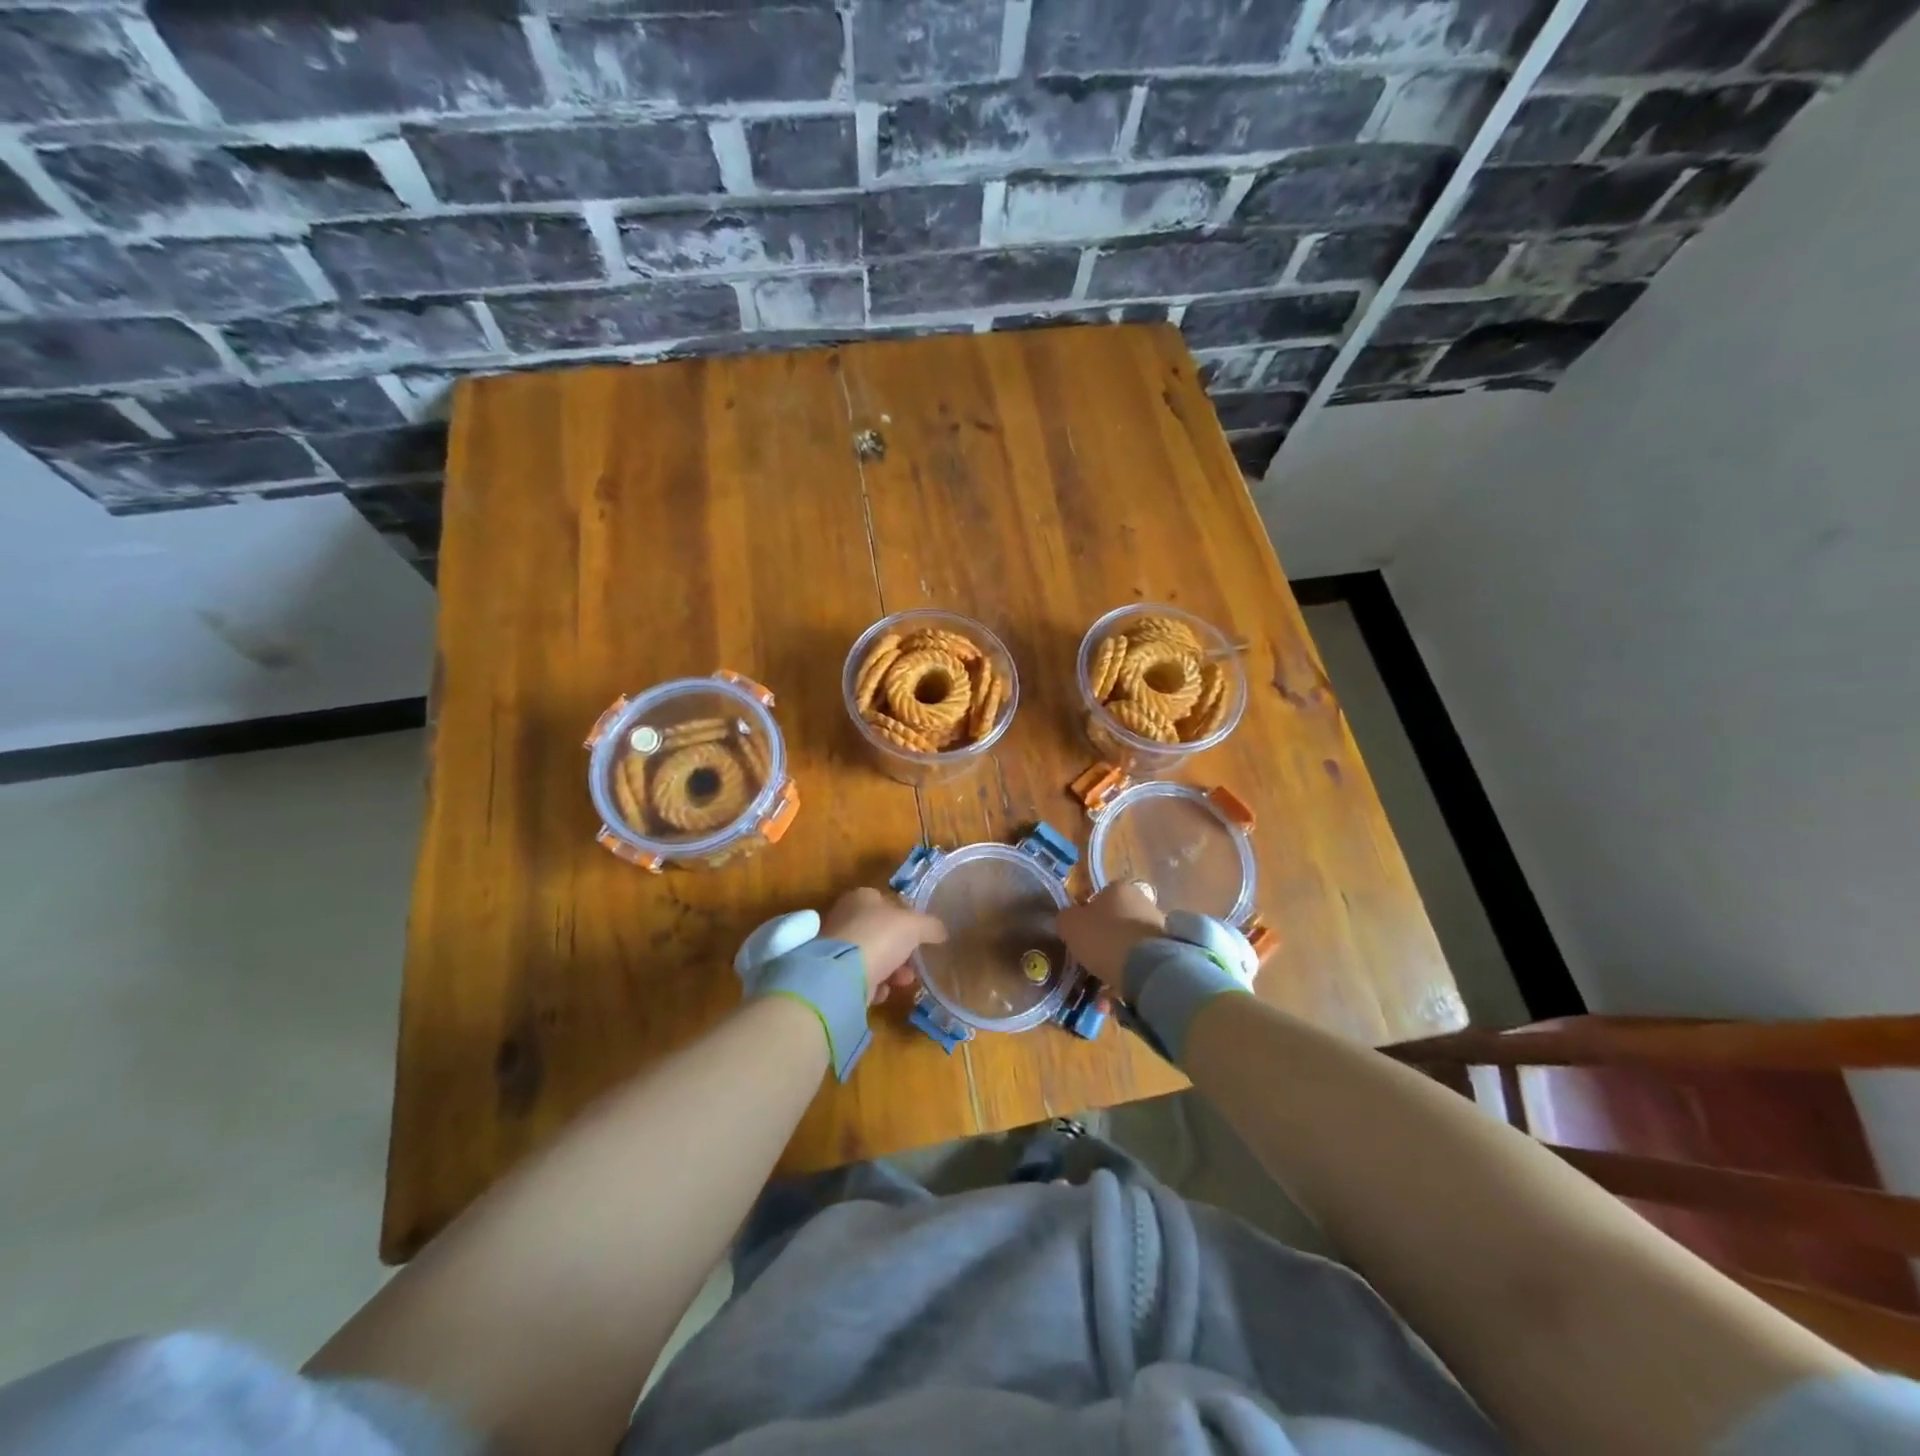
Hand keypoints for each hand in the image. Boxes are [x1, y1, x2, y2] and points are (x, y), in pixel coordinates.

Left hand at [819, 887, 946, 1003]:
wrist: (841, 975)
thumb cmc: (880, 937)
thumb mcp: (915, 926)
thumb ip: (931, 926)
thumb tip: (942, 932)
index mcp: (862, 897)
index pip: (887, 902)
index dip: (906, 917)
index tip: (921, 935)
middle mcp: (846, 918)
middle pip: (881, 933)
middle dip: (901, 950)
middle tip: (915, 963)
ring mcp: (837, 947)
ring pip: (872, 957)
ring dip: (891, 970)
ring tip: (904, 981)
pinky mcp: (833, 974)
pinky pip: (860, 978)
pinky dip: (873, 986)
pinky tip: (881, 992)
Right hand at [1056, 880, 1165, 988]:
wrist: (1147, 968)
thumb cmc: (1104, 937)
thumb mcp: (1070, 924)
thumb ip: (1065, 919)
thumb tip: (1069, 921)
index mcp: (1119, 889)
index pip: (1098, 897)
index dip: (1086, 917)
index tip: (1078, 937)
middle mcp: (1142, 903)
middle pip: (1115, 923)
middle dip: (1101, 944)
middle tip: (1087, 964)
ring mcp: (1158, 929)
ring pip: (1127, 948)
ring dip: (1113, 967)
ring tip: (1099, 991)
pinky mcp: (1168, 954)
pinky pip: (1140, 967)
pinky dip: (1126, 981)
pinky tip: (1113, 998)